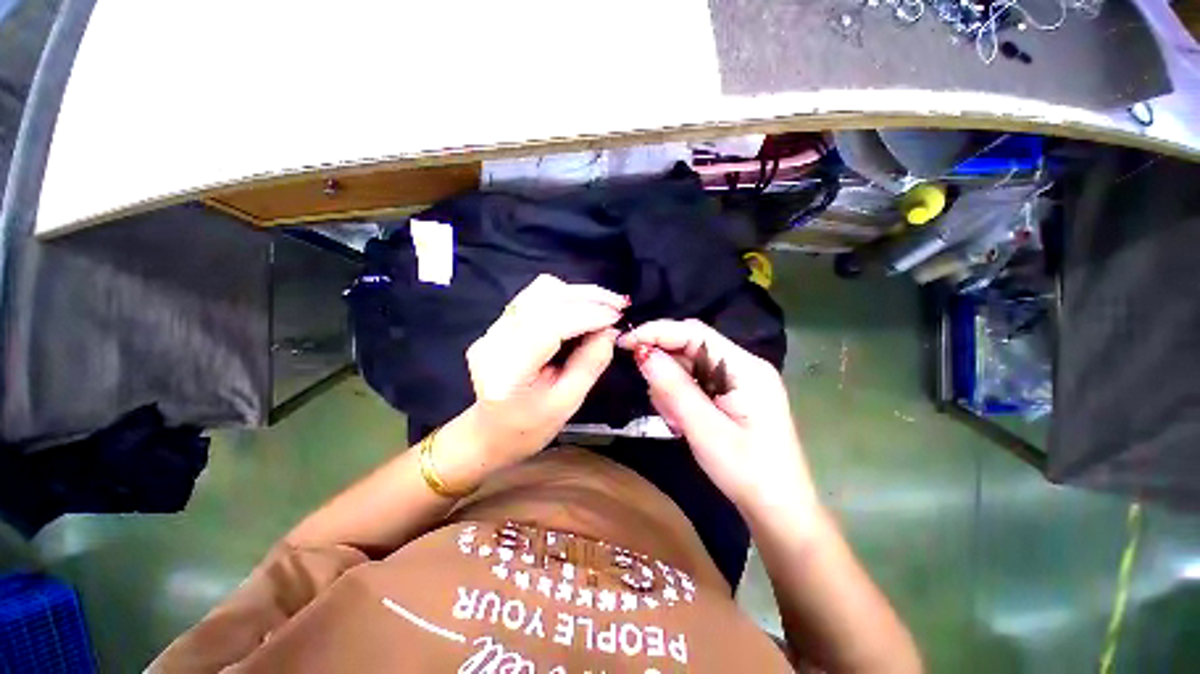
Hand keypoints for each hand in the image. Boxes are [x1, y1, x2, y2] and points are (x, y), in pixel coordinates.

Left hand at [465, 274, 626, 462]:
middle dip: (586, 297)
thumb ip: (590, 363)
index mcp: (508, 371)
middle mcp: (494, 341)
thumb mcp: (568, 403)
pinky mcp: (499, 324)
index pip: (549, 326)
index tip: (616, 316)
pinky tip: (583, 307)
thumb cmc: (530, 428)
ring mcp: (493, 329)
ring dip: (577, 294)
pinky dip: (564, 297)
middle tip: (618, 304)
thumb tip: (610, 330)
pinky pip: (535, 297)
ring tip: (604, 304)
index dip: (586, 315)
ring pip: (539, 291)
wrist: (491, 432)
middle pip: (543, 299)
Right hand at [618, 319, 817, 519]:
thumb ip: (673, 388)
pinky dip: (681, 396)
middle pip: (692, 347)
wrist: (779, 510)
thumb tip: (643, 353)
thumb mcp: (705, 430)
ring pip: (690, 366)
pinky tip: (681, 420)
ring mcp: (739, 380)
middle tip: (656, 399)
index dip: (657, 332)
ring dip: (672, 386)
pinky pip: (697, 382)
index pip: (694, 333)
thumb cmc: (747, 472)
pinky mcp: (733, 394)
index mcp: (745, 367)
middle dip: (665, 367)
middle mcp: (743, 366)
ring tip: (675, 420)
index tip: (625, 343)